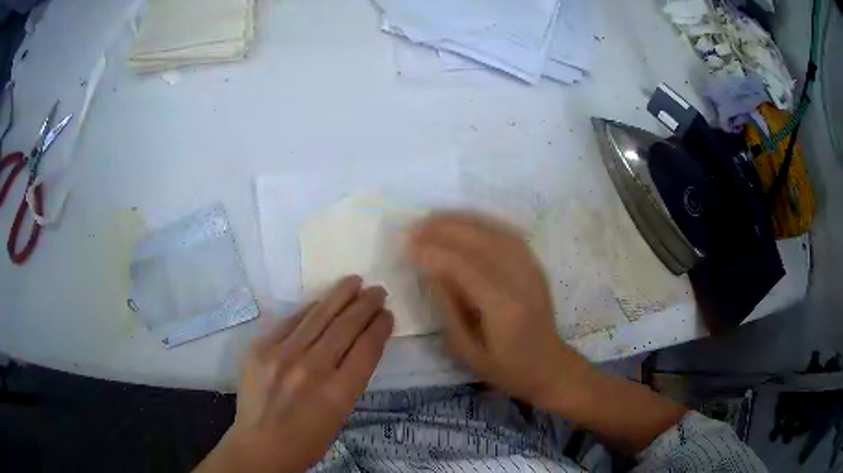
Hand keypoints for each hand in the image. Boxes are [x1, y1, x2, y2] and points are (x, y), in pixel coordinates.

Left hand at [195, 276, 392, 472]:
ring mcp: (282, 356)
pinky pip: (290, 322)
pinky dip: (309, 309)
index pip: (366, 349)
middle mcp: (312, 370)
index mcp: (338, 394)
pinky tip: (321, 300)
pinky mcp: (260, 348)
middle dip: (365, 305)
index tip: (387, 314)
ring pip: (318, 317)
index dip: (380, 327)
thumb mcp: (339, 415)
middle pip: (345, 327)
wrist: (260, 445)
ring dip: (339, 296)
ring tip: (354, 282)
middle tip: (378, 290)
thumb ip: (349, 379)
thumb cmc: (306, 440)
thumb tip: (358, 345)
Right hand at [410, 212, 590, 409]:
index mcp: (504, 308)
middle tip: (417, 226)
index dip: (436, 253)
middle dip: (446, 230)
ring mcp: (532, 271)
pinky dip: (485, 224)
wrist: (548, 365)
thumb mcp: (467, 350)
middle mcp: (521, 282)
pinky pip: (509, 236)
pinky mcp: (536, 266)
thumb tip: (431, 270)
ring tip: (435, 218)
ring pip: (496, 234)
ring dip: (463, 221)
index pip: (465, 268)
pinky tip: (466, 222)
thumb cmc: (505, 367)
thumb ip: (448, 308)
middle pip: (482, 243)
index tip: (410, 245)